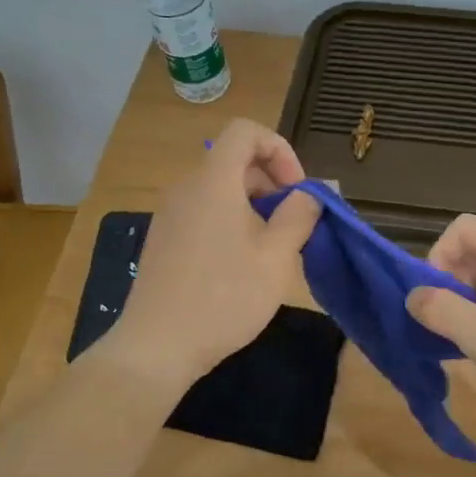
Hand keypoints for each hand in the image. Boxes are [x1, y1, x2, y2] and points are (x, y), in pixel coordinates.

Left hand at [100, 119, 321, 390]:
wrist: (158, 345)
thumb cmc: (225, 297)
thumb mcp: (276, 257)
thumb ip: (300, 215)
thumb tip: (317, 191)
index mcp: (214, 181)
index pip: (245, 131)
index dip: (279, 150)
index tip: (296, 192)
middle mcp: (186, 189)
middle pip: (233, 162)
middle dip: (271, 184)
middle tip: (292, 227)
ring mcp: (169, 216)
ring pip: (219, 192)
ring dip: (253, 209)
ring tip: (271, 252)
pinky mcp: (162, 242)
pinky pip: (202, 215)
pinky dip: (229, 225)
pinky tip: (239, 269)